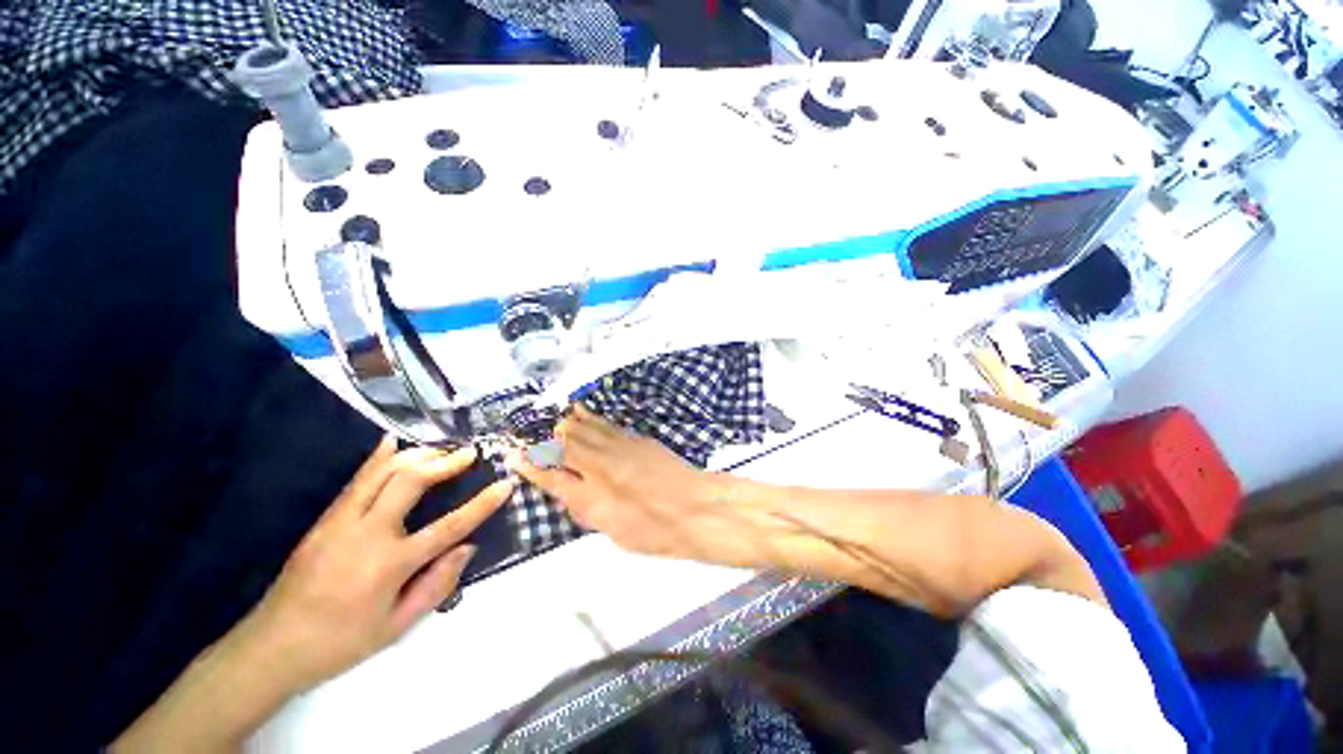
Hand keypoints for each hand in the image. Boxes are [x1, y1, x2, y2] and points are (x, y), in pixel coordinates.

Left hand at [236, 437, 513, 692]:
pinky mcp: (324, 519)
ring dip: (417, 455)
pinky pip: (357, 480)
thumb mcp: (396, 627)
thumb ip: (437, 585)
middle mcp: (366, 534)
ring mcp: (340, 522)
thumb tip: (467, 547)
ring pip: (382, 473)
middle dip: (445, 463)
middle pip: (411, 482)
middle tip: (469, 454)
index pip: (449, 527)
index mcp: (389, 565)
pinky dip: (378, 458)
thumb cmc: (340, 643)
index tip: (505, 484)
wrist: (272, 647)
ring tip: (442, 449)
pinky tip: (392, 442)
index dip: (482, 504)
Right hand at [511, 406, 777, 567]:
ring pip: (581, 427)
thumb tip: (568, 492)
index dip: (529, 465)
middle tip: (527, 436)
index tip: (513, 455)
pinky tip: (580, 411)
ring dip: (563, 424)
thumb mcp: (612, 531)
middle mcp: (598, 466)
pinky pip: (604, 424)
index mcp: (589, 496)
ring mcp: (617, 447)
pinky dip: (588, 418)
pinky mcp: (634, 437)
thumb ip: (586, 509)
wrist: (694, 508)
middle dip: (543, 440)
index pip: (549, 476)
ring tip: (549, 419)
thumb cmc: (655, 533)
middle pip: (561, 444)